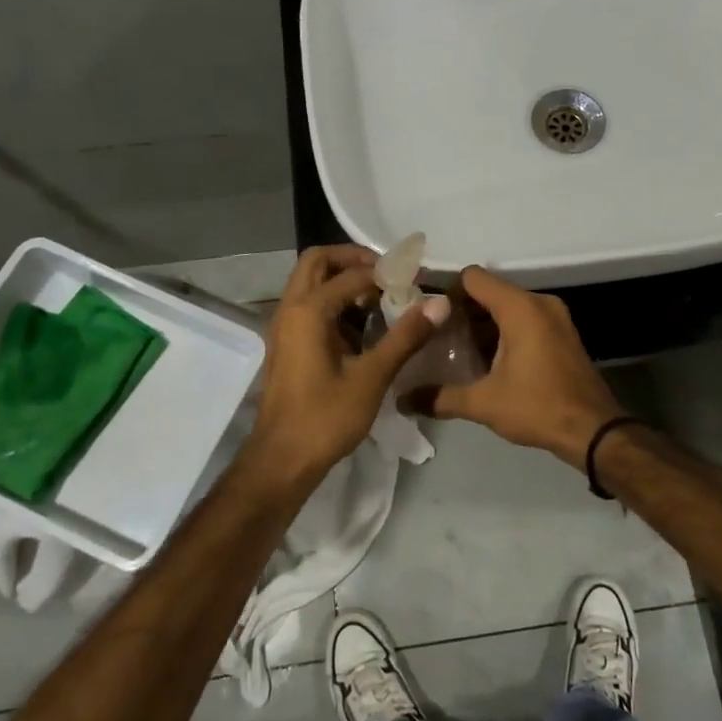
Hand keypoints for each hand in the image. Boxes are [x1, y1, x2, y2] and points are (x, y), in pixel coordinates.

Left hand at [247, 245, 443, 484]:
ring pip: (310, 283)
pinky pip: (309, 306)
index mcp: (308, 310)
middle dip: (353, 260)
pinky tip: (363, 326)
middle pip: (318, 262)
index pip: (351, 273)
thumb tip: (439, 303)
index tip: (416, 279)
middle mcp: (290, 309)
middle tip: (388, 273)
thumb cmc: (325, 418)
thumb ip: (406, 336)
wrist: (282, 460)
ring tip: (380, 297)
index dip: (386, 272)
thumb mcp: (372, 376)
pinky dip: (334, 302)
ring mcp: (284, 327)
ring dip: (342, 280)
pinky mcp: (287, 344)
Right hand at [418, 266, 623, 467]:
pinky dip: (504, 332)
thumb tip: (404, 400)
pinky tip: (486, 360)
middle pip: (490, 291)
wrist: (594, 431)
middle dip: (462, 311)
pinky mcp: (563, 334)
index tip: (426, 313)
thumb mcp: (484, 403)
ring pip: (508, 307)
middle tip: (435, 335)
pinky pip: (525, 320)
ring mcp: (555, 318)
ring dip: (483, 324)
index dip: (446, 291)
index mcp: (520, 308)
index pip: (473, 278)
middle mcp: (539, 303)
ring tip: (455, 349)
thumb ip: (441, 397)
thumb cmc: (537, 407)